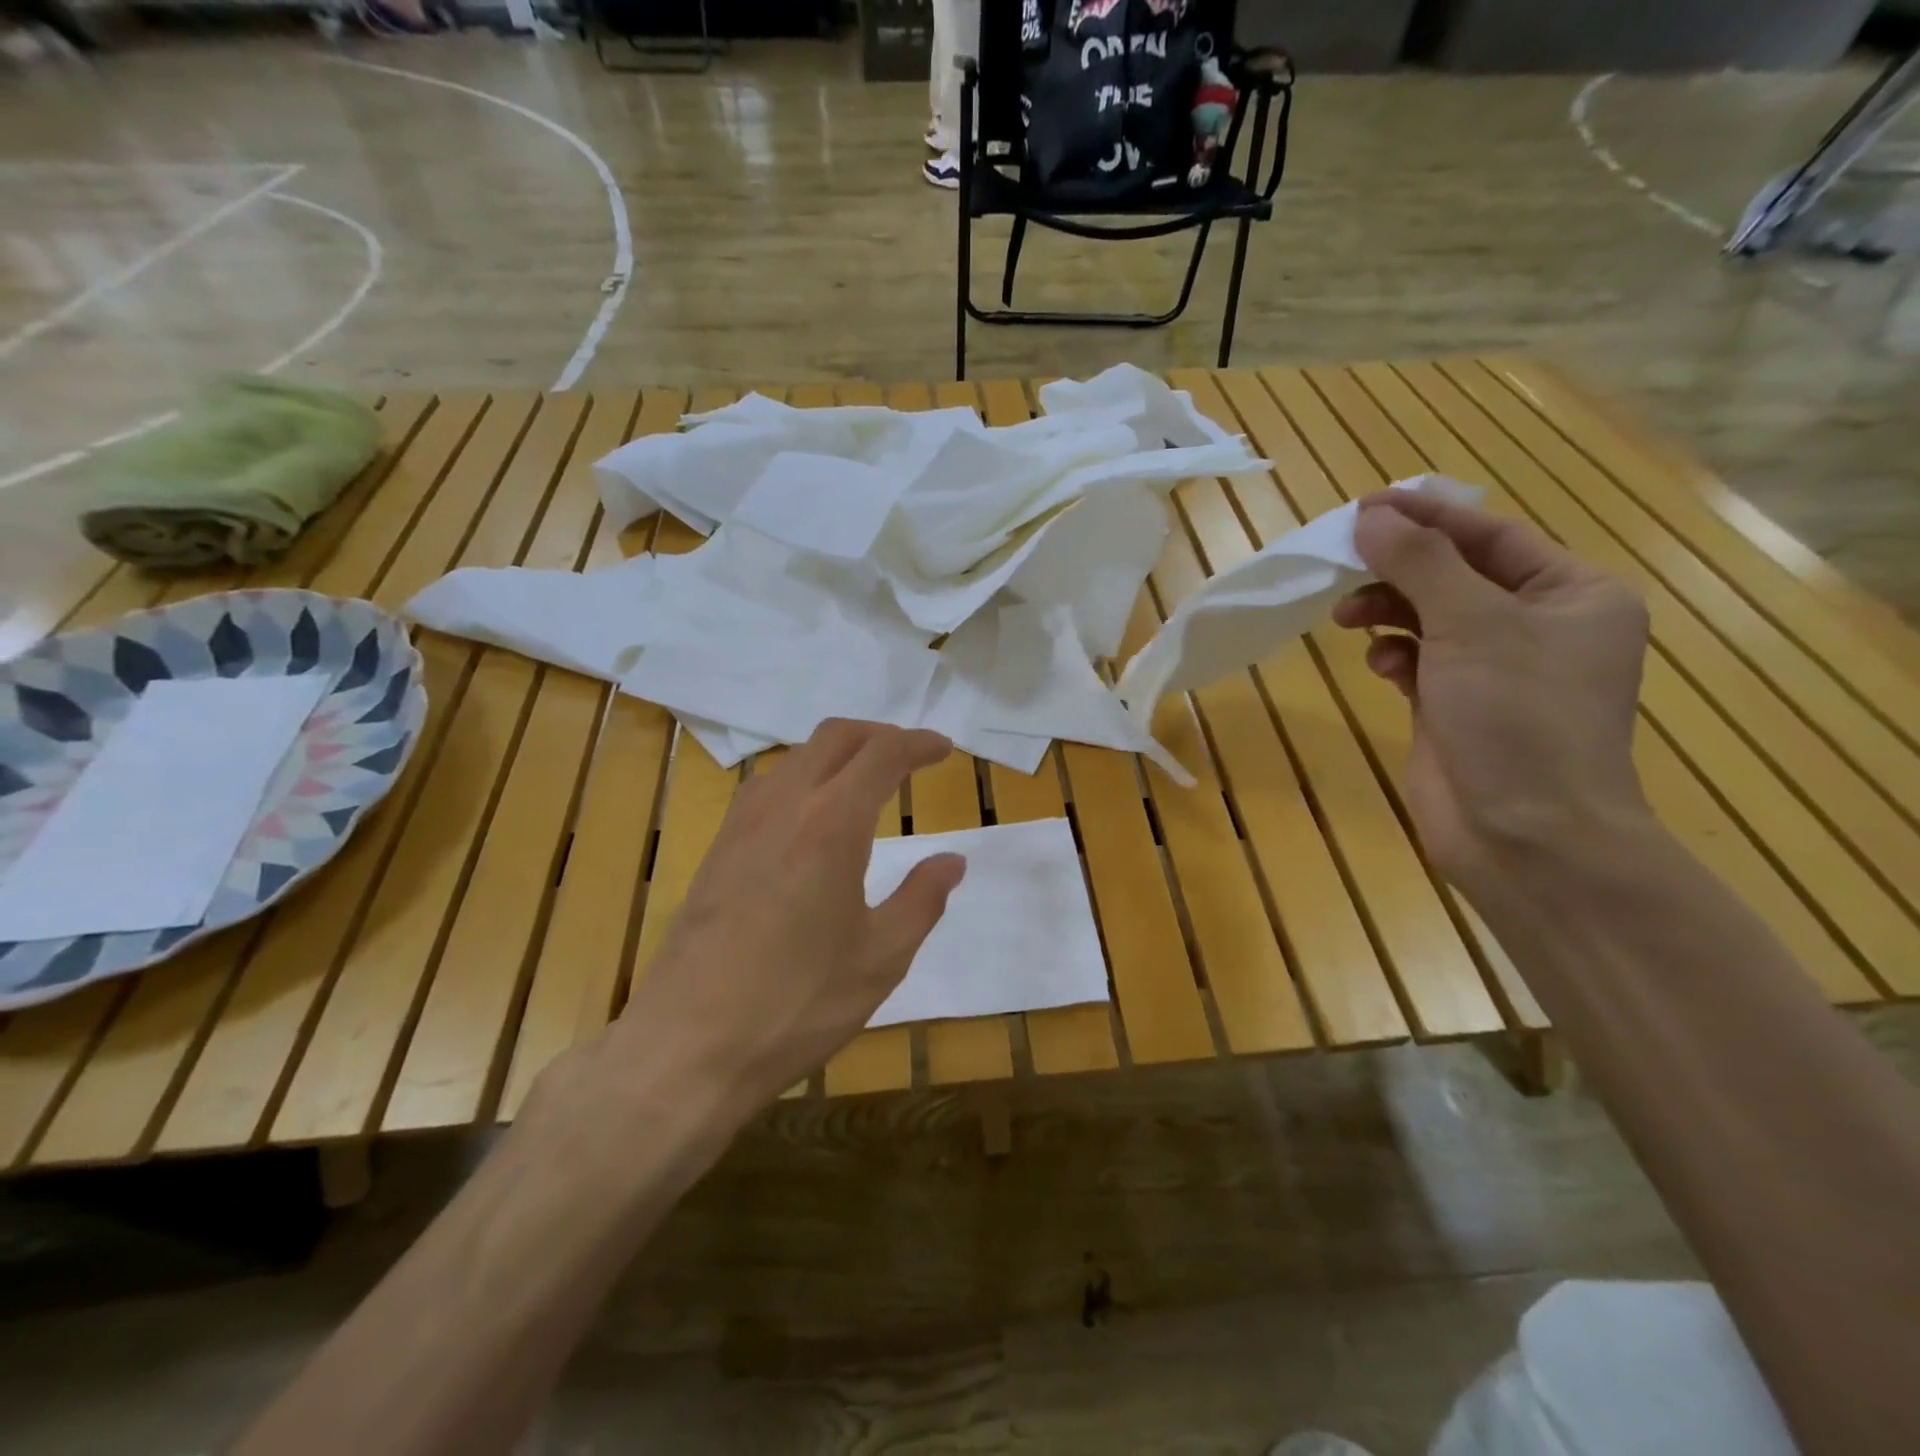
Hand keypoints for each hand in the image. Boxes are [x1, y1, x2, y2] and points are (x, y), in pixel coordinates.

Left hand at [605, 720, 964, 1111]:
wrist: (688, 1045)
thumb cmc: (798, 1004)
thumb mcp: (881, 958)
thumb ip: (922, 899)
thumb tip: (952, 861)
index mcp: (832, 825)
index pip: (882, 755)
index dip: (918, 744)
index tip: (943, 749)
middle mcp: (784, 806)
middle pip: (835, 737)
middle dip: (878, 734)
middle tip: (909, 756)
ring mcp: (742, 824)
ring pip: (796, 756)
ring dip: (838, 753)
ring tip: (865, 782)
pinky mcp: (717, 848)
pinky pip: (766, 786)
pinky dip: (802, 777)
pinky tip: (810, 816)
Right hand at [1332, 491, 1650, 885]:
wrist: (1524, 835)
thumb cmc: (1517, 717)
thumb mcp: (1472, 624)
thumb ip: (1420, 564)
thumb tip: (1372, 514)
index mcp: (1572, 594)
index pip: (1490, 535)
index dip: (1426, 517)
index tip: (1363, 506)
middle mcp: (1538, 626)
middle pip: (1455, 575)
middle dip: (1398, 569)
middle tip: (1342, 564)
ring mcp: (1496, 670)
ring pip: (1429, 617)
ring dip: (1388, 610)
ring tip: (1348, 618)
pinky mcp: (1456, 706)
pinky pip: (1418, 660)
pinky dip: (1395, 655)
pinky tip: (1380, 665)